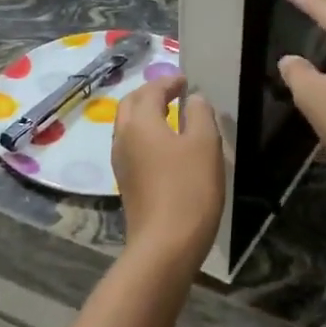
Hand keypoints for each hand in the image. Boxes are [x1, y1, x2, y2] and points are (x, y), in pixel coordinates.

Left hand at [112, 75, 223, 273]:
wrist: (164, 246)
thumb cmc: (188, 189)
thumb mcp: (205, 145)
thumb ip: (199, 114)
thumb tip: (193, 99)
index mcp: (139, 122)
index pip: (151, 90)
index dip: (169, 82)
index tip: (186, 80)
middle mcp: (123, 137)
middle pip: (131, 104)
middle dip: (151, 94)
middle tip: (175, 94)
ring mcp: (120, 162)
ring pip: (128, 126)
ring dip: (146, 115)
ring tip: (171, 116)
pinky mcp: (126, 183)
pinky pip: (132, 146)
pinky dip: (145, 135)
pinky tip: (165, 146)